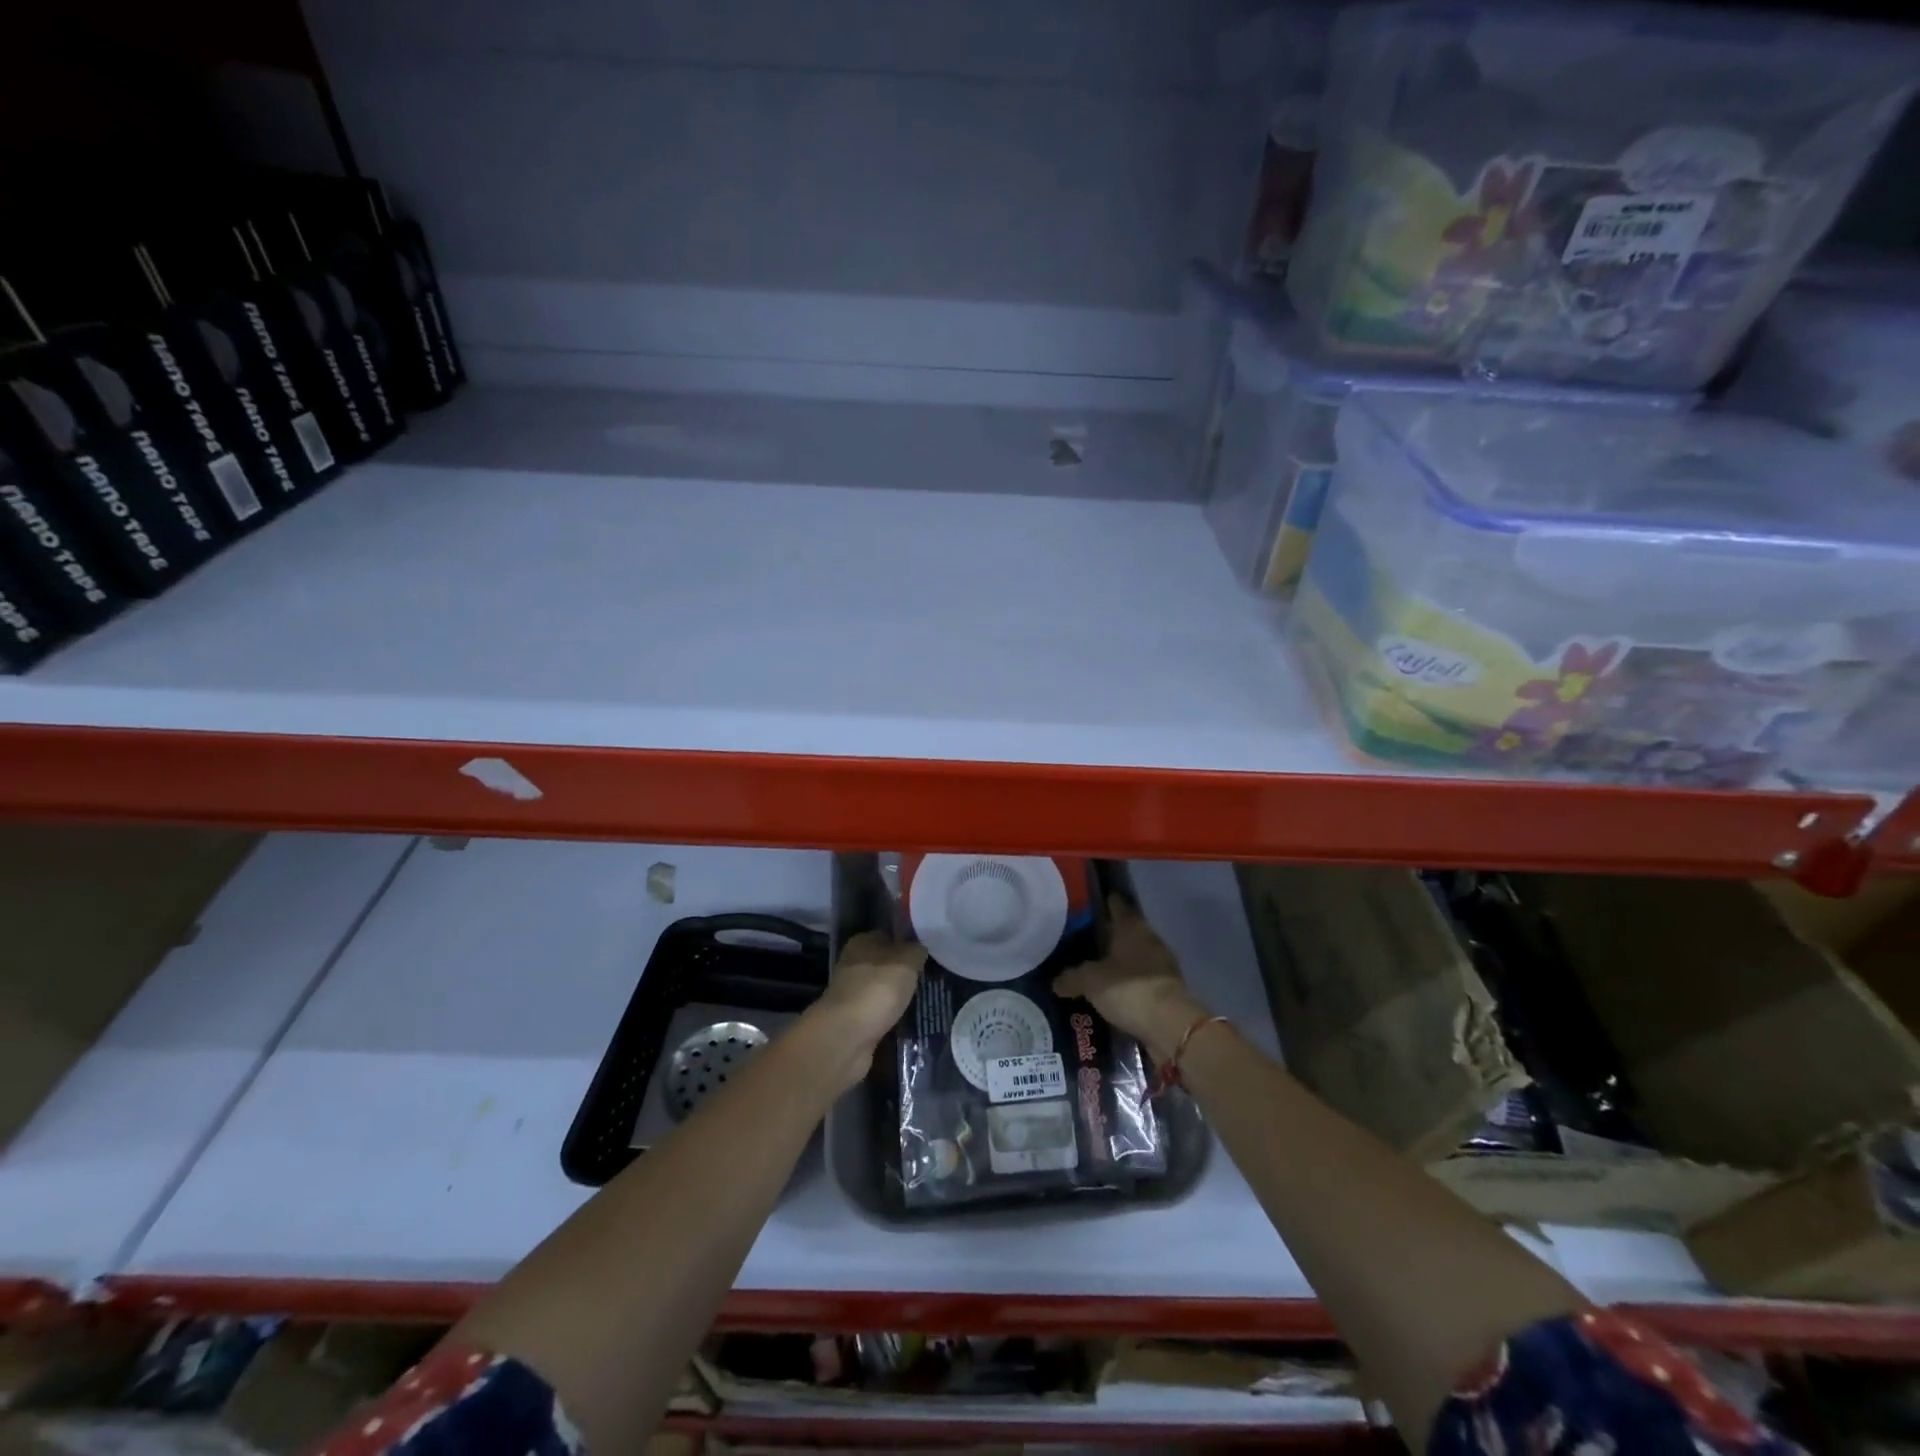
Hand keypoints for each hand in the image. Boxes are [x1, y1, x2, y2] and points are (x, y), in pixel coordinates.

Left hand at [809, 932, 925, 1090]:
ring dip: (898, 998)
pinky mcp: (854, 1022)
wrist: (847, 1037)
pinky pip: (879, 1015)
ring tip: (925, 1002)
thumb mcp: (907, 960)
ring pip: (882, 991)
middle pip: (885, 965)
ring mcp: (852, 995)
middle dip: (904, 974)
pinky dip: (892, 1019)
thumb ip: (916, 950)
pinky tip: (909, 1022)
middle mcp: (853, 965)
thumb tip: (919, 949)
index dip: (907, 943)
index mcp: (862, 943)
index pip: (888, 936)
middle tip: (930, 980)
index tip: (928, 955)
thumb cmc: (877, 989)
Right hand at [1053, 896, 1207, 1061]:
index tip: (1087, 905)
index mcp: (1132, 927)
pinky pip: (1141, 979)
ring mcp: (1162, 964)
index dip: (1103, 903)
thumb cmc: (1129, 989)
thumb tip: (1056, 982)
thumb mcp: (1091, 981)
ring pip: (1134, 956)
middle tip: (1081, 941)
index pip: (1116, 905)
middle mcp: (1149, 939)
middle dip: (1107, 936)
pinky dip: (1128, 983)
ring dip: (1118, 962)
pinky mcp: (1167, 988)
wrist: (1171, 1026)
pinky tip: (1111, 992)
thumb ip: (1071, 978)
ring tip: (1094, 969)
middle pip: (1125, 931)